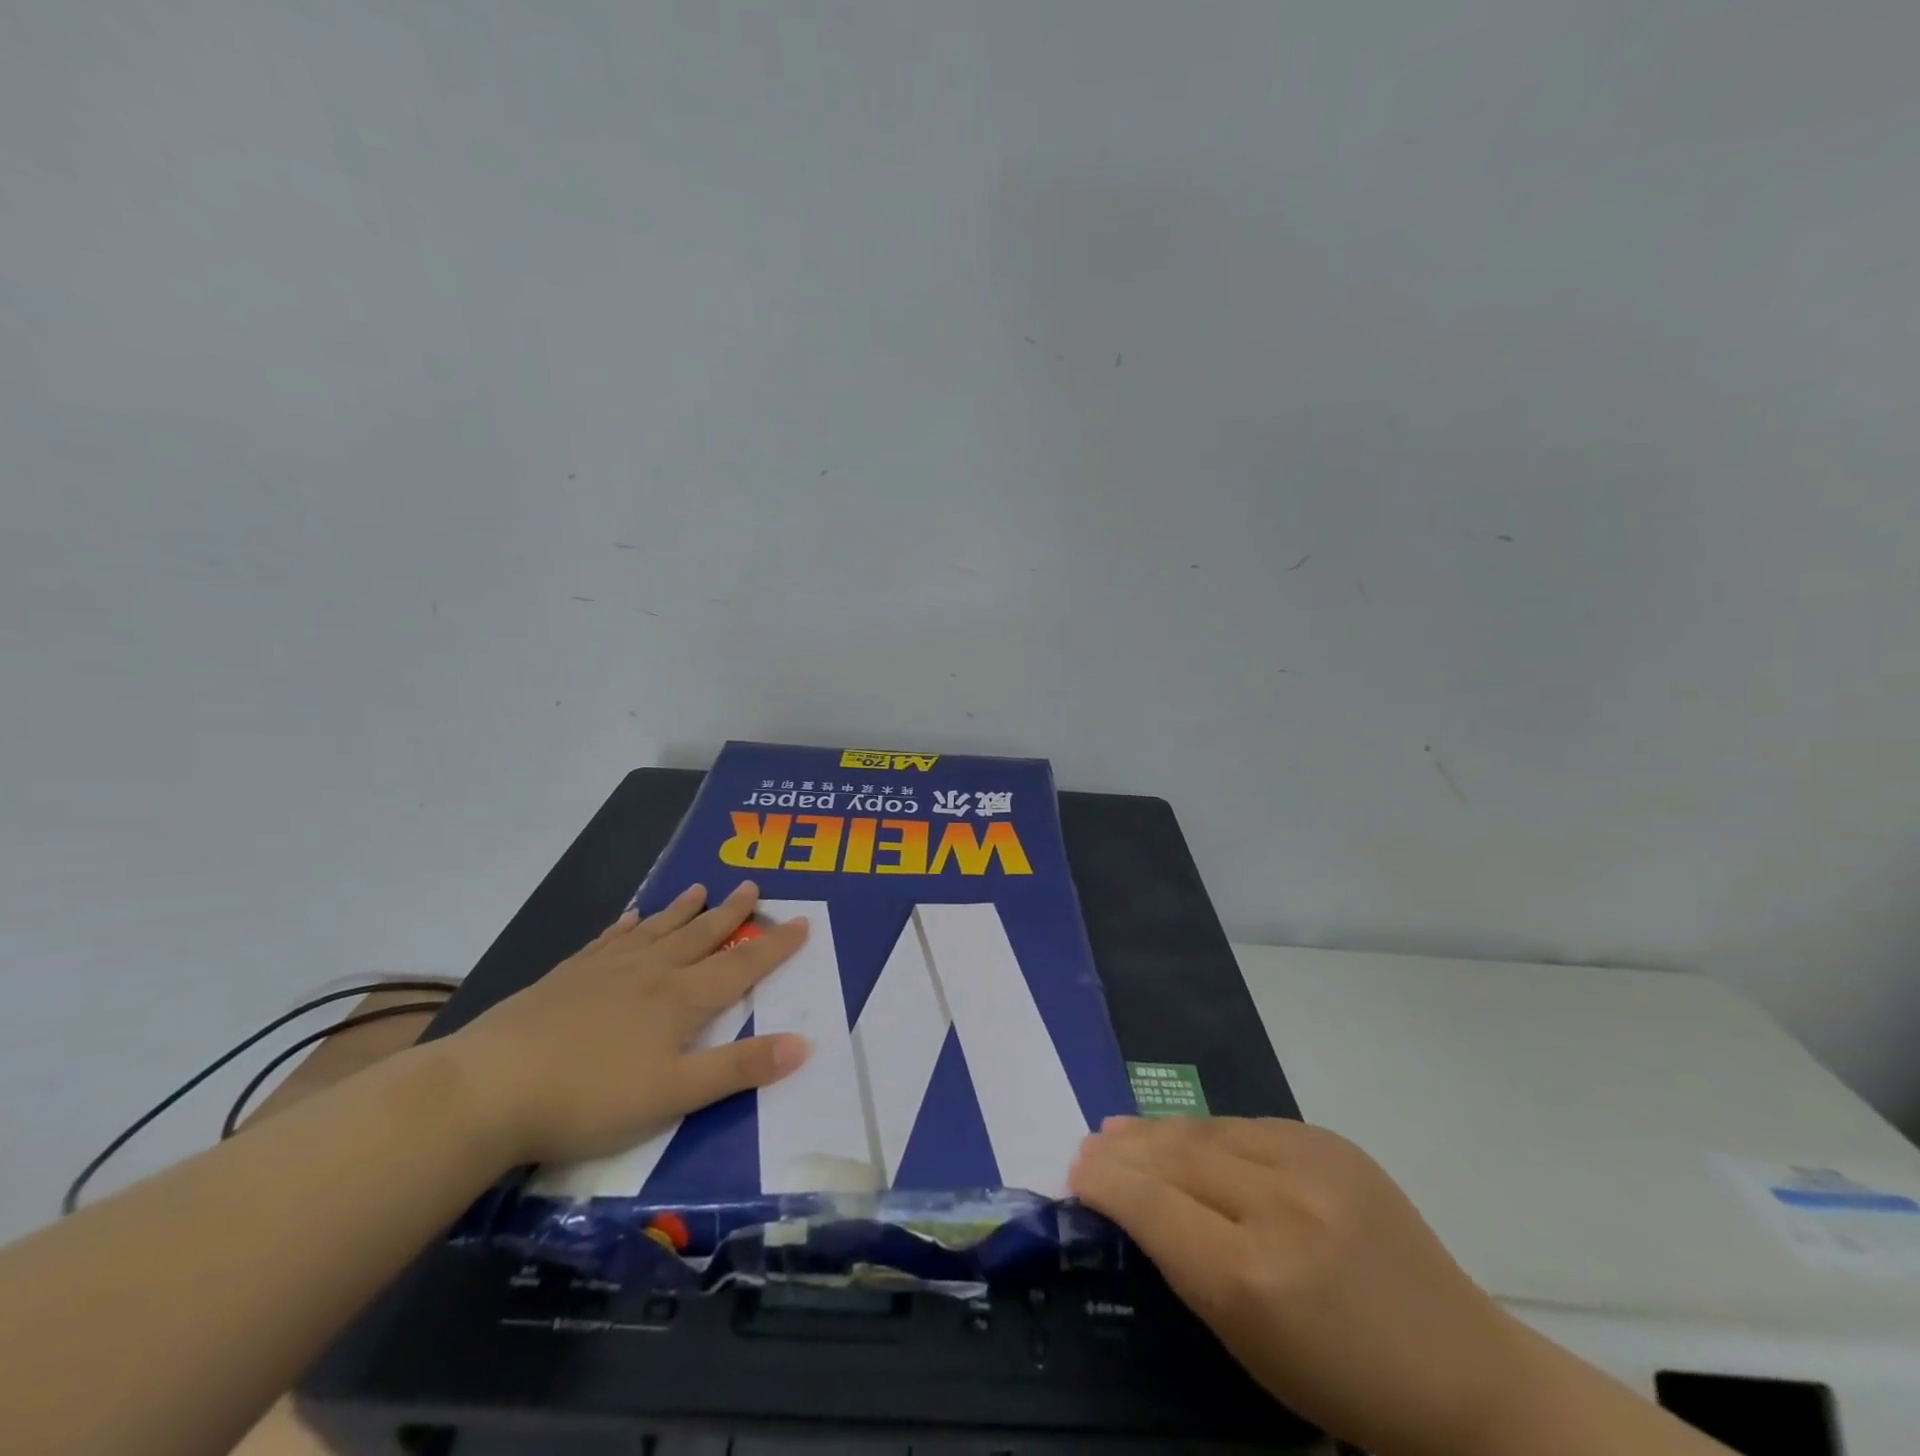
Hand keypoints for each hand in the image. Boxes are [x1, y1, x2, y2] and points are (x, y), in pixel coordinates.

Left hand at [446, 882, 810, 1166]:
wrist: (489, 1089)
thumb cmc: (590, 1097)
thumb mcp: (675, 1094)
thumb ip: (739, 1069)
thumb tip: (803, 1044)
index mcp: (681, 999)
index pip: (741, 965)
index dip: (775, 946)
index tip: (802, 921)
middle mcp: (651, 972)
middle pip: (701, 935)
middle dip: (731, 913)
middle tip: (751, 886)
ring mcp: (605, 970)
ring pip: (657, 930)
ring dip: (683, 910)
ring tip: (701, 888)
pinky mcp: (567, 977)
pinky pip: (609, 940)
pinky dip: (628, 926)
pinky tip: (632, 917)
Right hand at [1071, 1117, 1518, 1455]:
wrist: (1465, 1374)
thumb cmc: (1344, 1384)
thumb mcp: (1247, 1344)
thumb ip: (1184, 1263)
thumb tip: (1130, 1200)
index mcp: (1253, 1279)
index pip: (1153, 1206)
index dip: (1107, 1182)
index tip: (1075, 1170)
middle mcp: (1279, 1206)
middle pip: (1175, 1156)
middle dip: (1125, 1150)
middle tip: (1090, 1144)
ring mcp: (1312, 1163)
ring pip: (1206, 1130)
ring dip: (1159, 1131)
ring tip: (1122, 1129)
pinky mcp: (1332, 1142)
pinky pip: (1246, 1126)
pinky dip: (1206, 1133)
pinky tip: (1186, 1136)